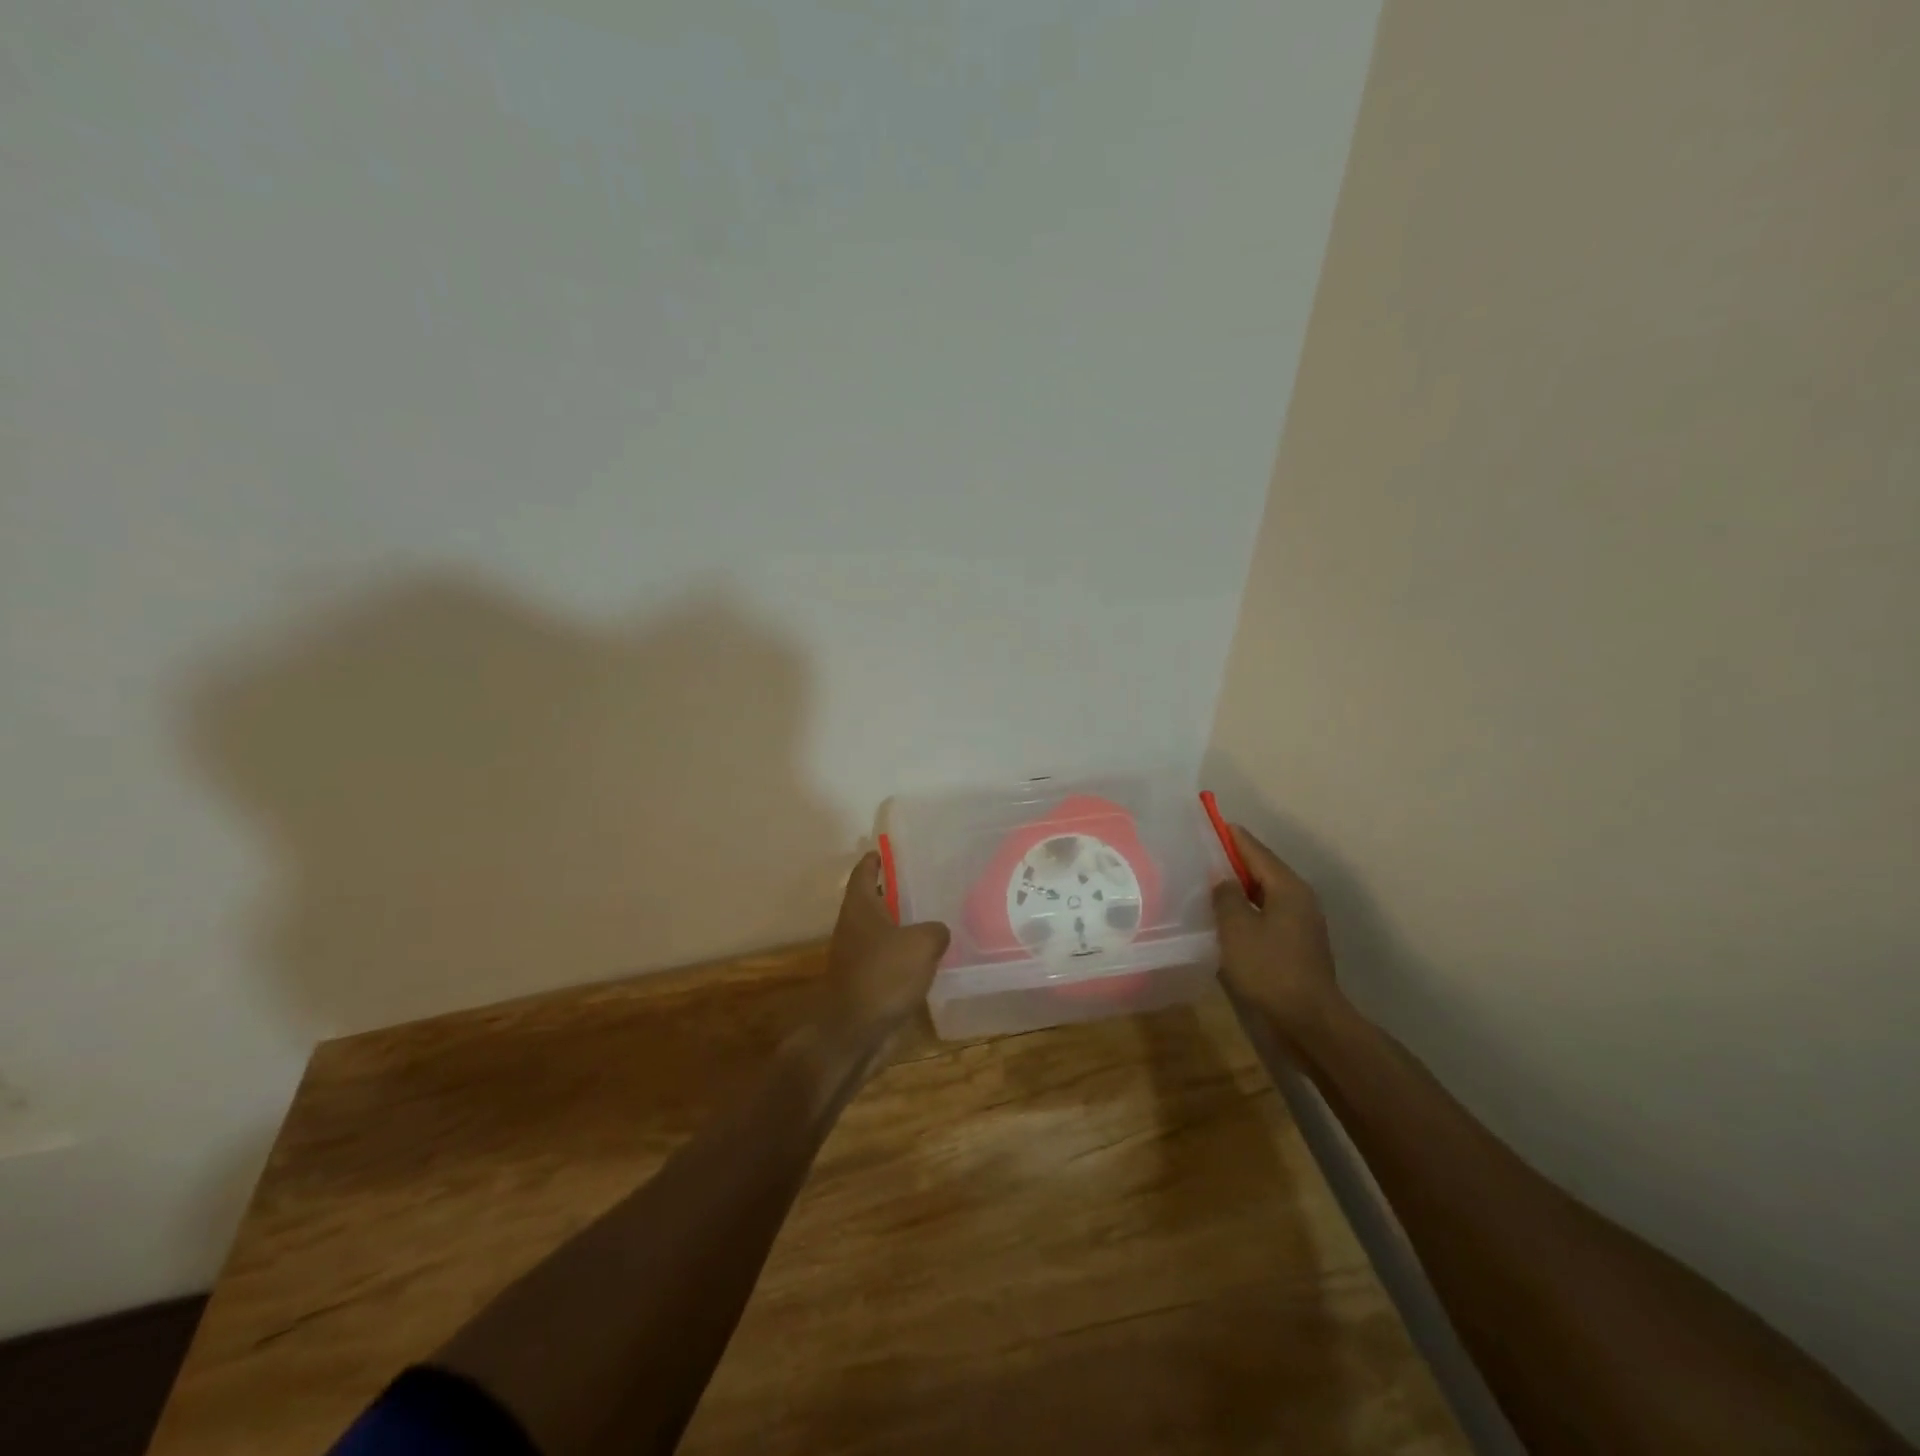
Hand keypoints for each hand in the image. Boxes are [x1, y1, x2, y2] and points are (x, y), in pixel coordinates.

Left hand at [817, 851, 951, 1041]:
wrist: (856, 1032)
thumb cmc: (884, 975)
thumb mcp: (921, 943)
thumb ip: (935, 929)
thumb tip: (938, 931)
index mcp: (860, 907)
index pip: (864, 871)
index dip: (877, 858)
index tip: (892, 850)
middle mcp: (854, 927)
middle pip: (874, 900)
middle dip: (896, 891)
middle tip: (928, 883)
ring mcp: (858, 957)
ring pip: (884, 932)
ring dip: (904, 926)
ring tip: (936, 918)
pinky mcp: (867, 983)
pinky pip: (890, 960)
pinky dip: (906, 956)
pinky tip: (931, 958)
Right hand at [1212, 825, 1342, 1037]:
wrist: (1307, 1022)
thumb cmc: (1269, 969)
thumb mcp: (1236, 928)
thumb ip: (1226, 896)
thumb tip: (1223, 880)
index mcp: (1287, 887)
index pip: (1254, 849)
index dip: (1230, 836)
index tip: (1207, 824)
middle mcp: (1298, 899)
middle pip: (1260, 871)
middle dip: (1231, 863)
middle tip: (1198, 857)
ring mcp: (1300, 925)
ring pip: (1262, 896)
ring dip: (1237, 891)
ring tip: (1204, 888)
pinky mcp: (1295, 947)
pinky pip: (1265, 918)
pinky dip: (1245, 913)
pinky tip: (1222, 922)